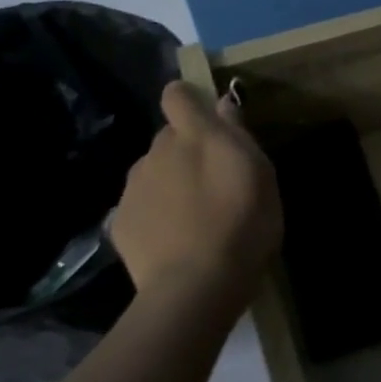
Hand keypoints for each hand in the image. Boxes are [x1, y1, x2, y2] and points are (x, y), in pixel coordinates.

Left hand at [109, 81, 282, 311]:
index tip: (208, 118)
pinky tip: (177, 237)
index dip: (190, 100)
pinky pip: (142, 204)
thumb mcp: (260, 174)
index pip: (178, 95)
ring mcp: (134, 188)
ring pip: (154, 171)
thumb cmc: (243, 222)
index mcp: (194, 136)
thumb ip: (238, 134)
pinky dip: (157, 213)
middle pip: (169, 137)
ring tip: (197, 214)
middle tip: (216, 180)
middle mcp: (157, 152)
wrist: (196, 285)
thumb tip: (223, 104)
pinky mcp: (120, 221)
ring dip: (172, 181)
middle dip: (188, 149)